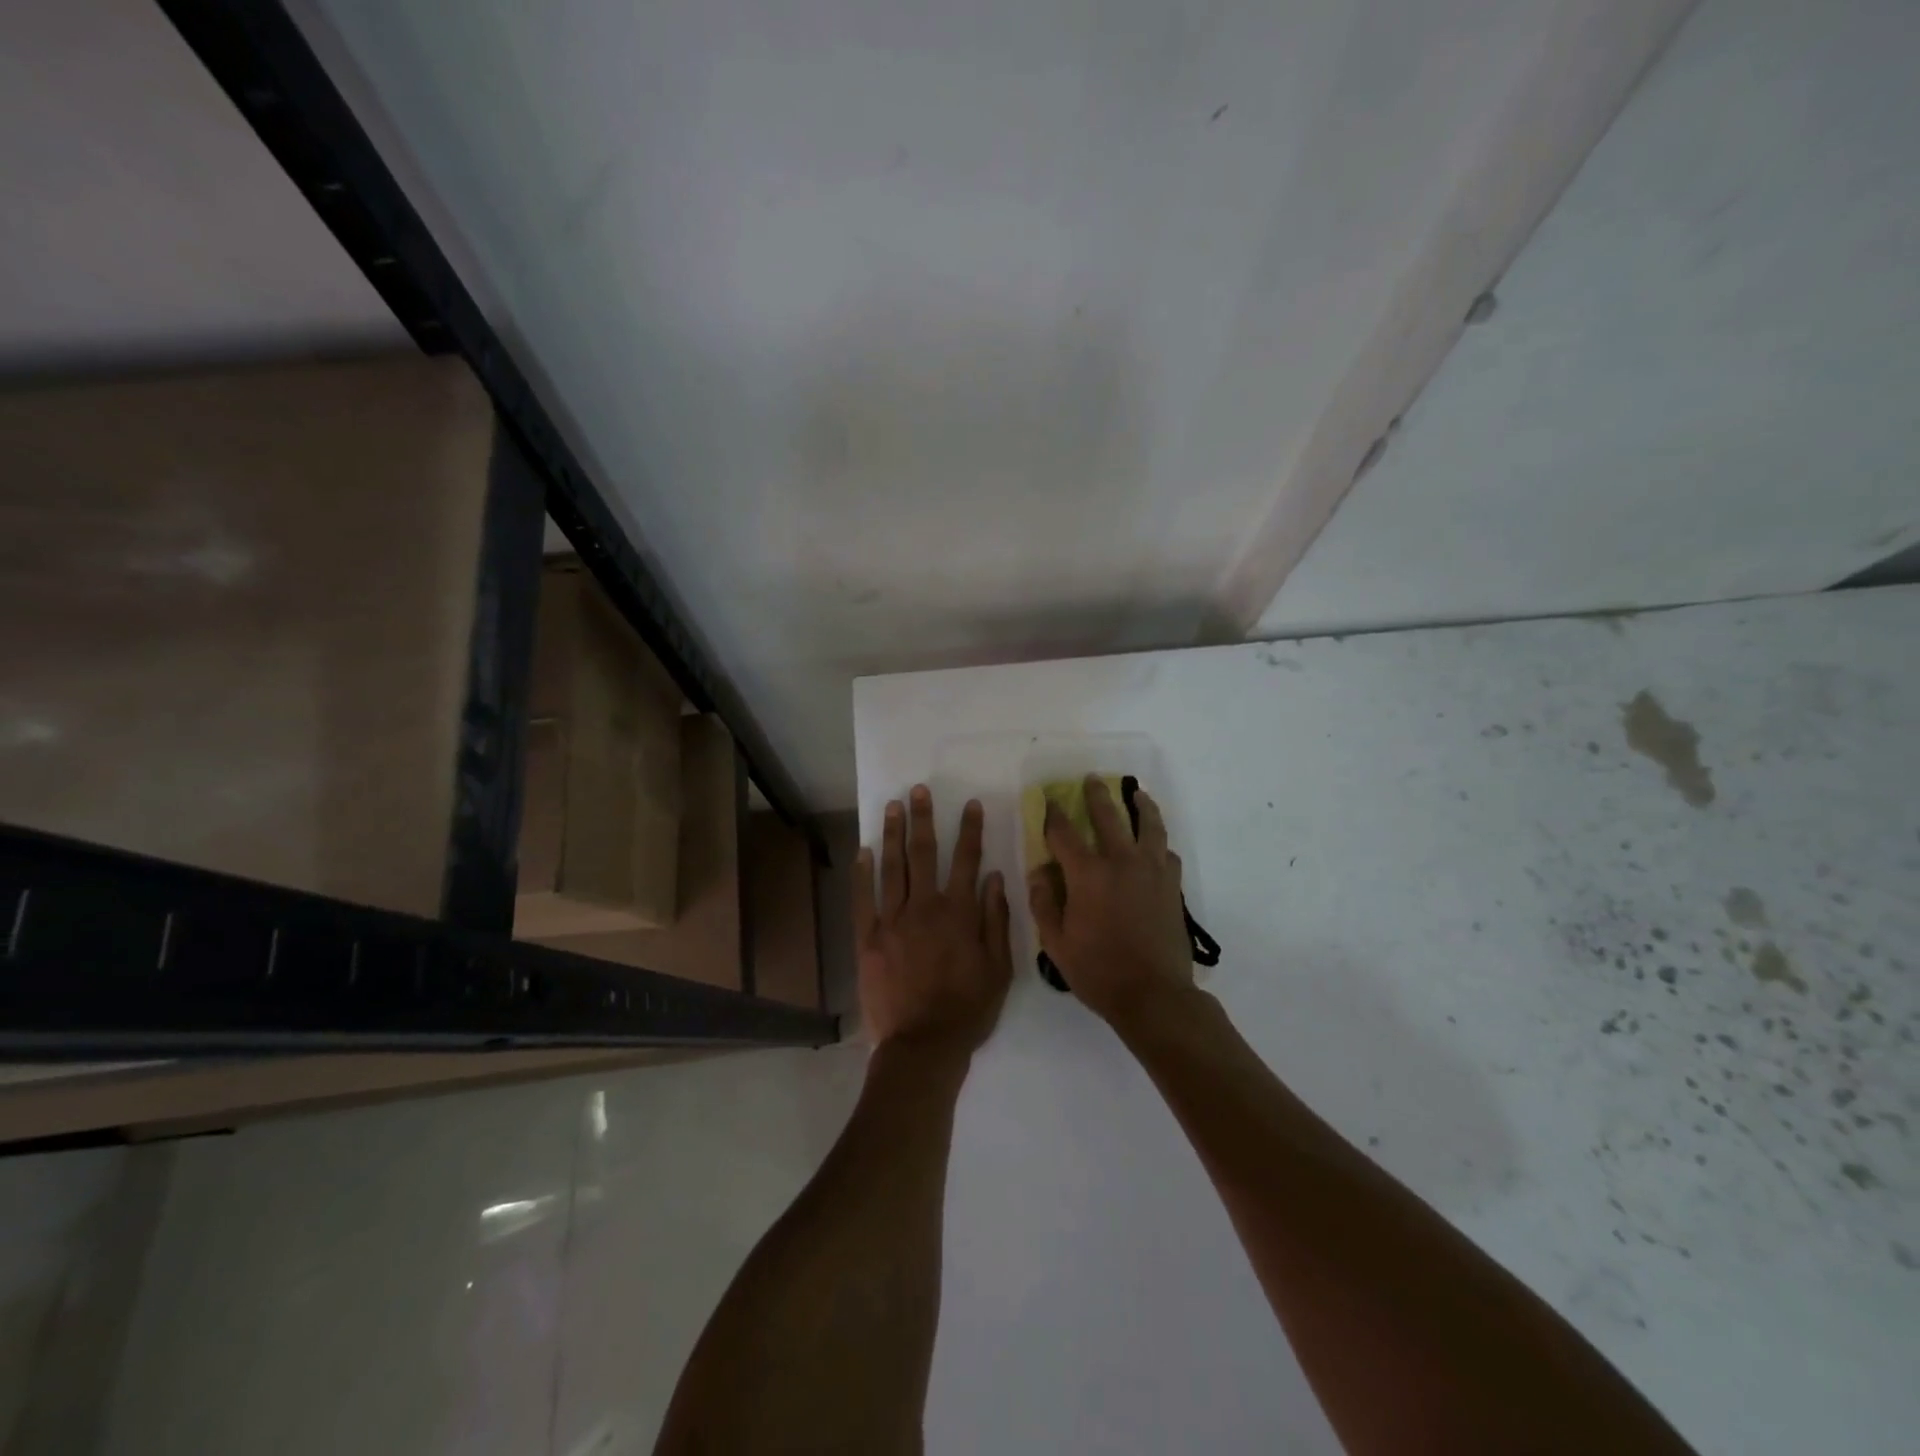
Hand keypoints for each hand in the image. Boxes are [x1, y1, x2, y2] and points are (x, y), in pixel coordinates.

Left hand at [854, 785, 1013, 1056]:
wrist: (923, 1045)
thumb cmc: (968, 1008)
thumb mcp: (999, 968)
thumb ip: (996, 919)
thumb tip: (994, 877)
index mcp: (959, 913)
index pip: (966, 860)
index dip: (970, 830)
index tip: (971, 805)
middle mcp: (924, 907)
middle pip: (923, 853)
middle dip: (923, 819)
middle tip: (919, 790)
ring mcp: (892, 921)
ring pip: (892, 867)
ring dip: (893, 834)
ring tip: (892, 806)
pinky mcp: (868, 938)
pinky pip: (863, 898)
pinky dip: (863, 872)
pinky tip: (864, 850)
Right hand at [1027, 774, 1194, 1027]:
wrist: (1154, 995)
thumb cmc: (1098, 971)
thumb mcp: (1056, 942)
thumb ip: (1043, 902)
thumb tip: (1038, 871)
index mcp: (1088, 874)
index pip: (1065, 833)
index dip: (1053, 814)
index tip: (1048, 800)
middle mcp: (1121, 862)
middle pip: (1108, 816)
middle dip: (1096, 795)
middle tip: (1092, 779)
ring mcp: (1152, 871)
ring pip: (1149, 826)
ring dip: (1140, 805)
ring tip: (1136, 793)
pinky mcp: (1171, 886)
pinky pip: (1167, 853)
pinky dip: (1158, 843)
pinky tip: (1154, 844)